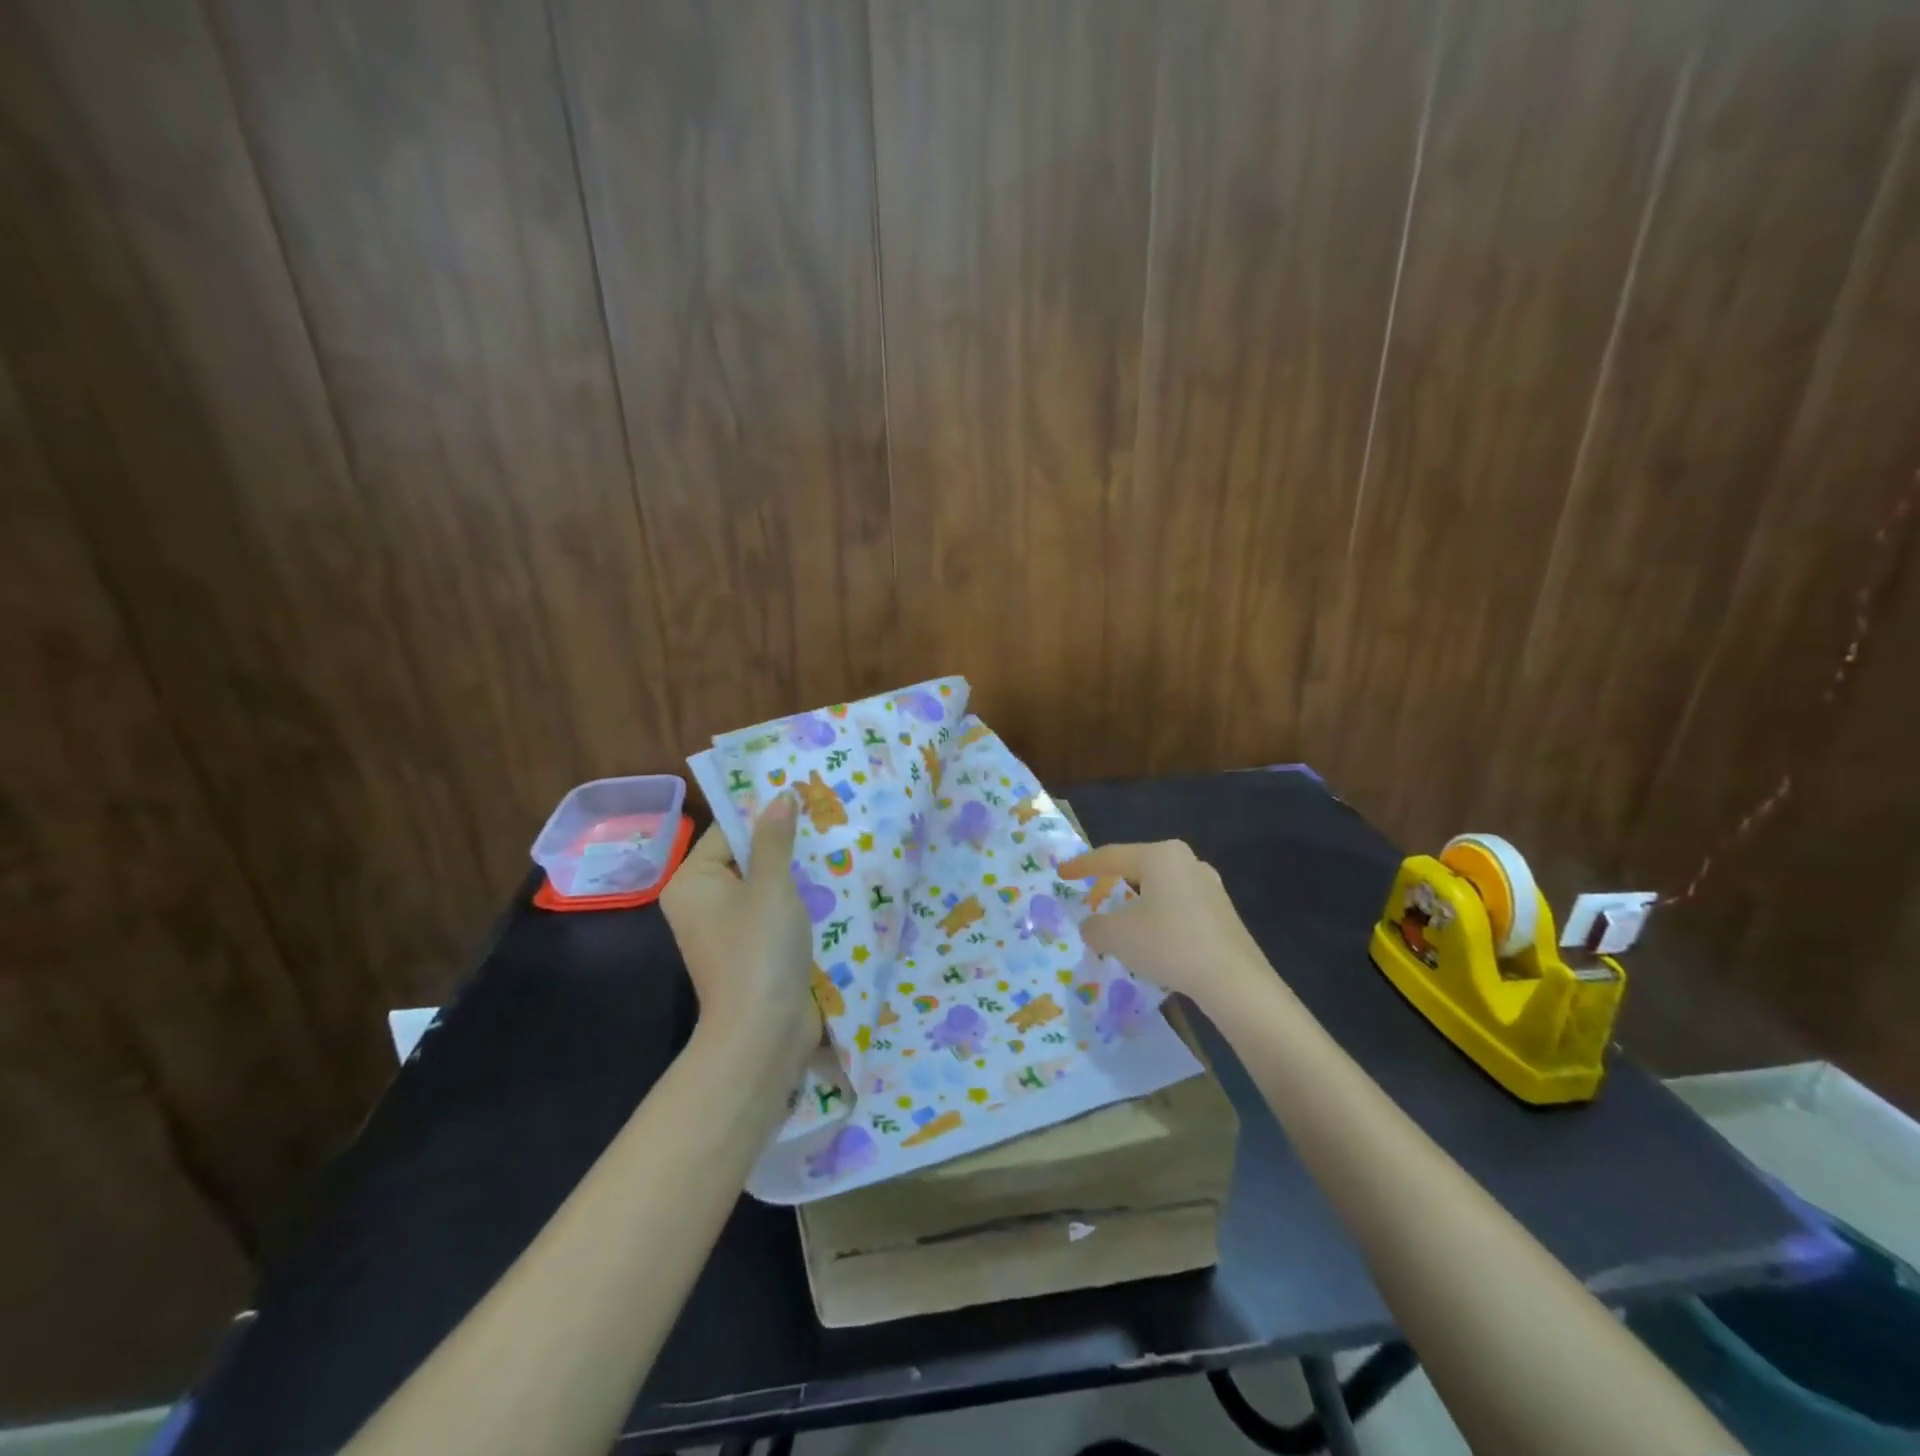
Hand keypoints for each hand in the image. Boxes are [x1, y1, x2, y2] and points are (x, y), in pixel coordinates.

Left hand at [662, 795, 819, 1063]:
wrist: (763, 1034)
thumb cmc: (759, 950)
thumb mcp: (771, 887)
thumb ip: (775, 839)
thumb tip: (781, 796)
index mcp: (692, 882)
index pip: (729, 831)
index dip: (766, 814)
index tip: (804, 797)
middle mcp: (701, 902)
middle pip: (747, 858)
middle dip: (785, 844)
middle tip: (826, 820)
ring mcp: (725, 929)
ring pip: (764, 885)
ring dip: (796, 873)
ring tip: (835, 848)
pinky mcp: (750, 950)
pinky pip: (772, 912)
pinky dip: (797, 901)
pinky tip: (831, 887)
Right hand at [1058, 840, 1267, 1008]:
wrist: (1234, 980)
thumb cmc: (1169, 944)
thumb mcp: (1117, 936)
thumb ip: (1095, 926)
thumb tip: (1092, 926)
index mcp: (1160, 855)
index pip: (1110, 856)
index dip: (1081, 866)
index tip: (1061, 873)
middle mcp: (1186, 860)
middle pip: (1136, 868)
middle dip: (1112, 883)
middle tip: (1091, 896)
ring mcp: (1209, 884)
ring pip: (1159, 888)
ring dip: (1136, 903)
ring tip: (1120, 921)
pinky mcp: (1222, 910)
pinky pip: (1178, 906)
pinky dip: (1158, 917)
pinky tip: (1153, 939)